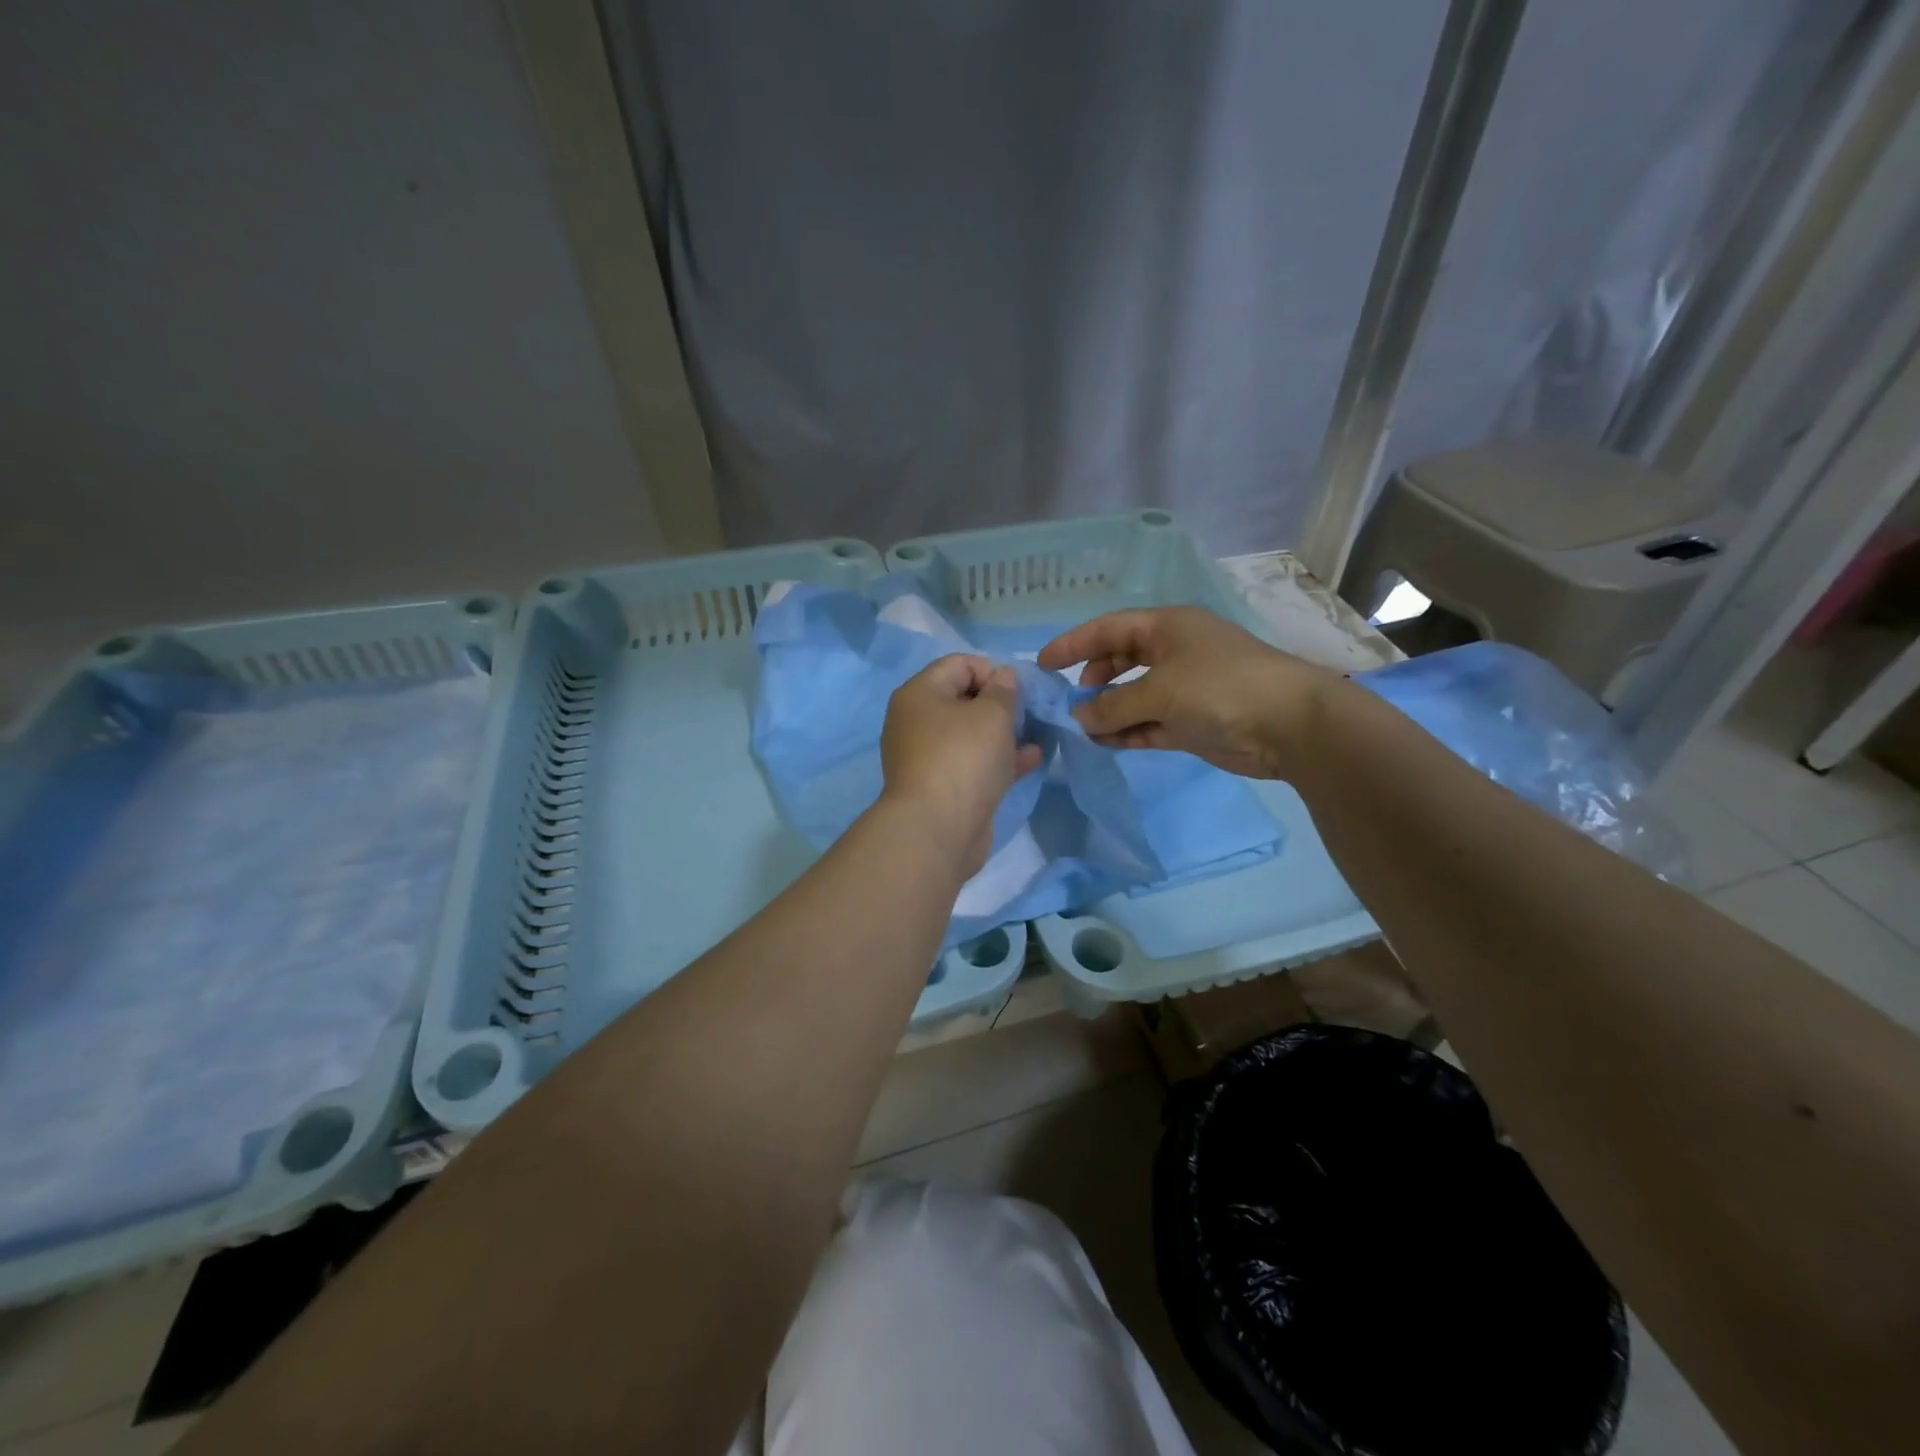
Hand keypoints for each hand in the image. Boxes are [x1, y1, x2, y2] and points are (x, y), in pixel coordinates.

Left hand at [879, 655, 1044, 873]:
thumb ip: (1004, 690)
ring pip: (971, 735)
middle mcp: (917, 722)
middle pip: (964, 699)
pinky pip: (974, 763)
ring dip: (1004, 732)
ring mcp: (928, 757)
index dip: (993, 670)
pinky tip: (1032, 758)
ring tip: (1038, 733)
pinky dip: (1000, 759)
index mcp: (919, 694)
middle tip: (1030, 713)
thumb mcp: (992, 713)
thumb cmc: (963, 758)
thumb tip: (1003, 677)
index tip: (1020, 690)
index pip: (959, 664)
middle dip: (1001, 703)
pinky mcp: (943, 787)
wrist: (937, 830)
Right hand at [1036, 606, 1344, 778]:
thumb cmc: (1220, 688)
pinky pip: (1149, 723)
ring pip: (1134, 695)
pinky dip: (1128, 731)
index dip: (1074, 644)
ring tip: (1083, 728)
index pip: (1109, 628)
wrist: (1289, 725)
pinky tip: (1105, 743)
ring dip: (1109, 711)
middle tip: (1069, 701)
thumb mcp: (1160, 690)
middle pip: (1120, 660)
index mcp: (1167, 627)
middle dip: (1093, 680)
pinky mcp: (1192, 721)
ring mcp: (1184, 687)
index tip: (1043, 664)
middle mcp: (1173, 652)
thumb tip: (1080, 717)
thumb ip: (1113, 705)